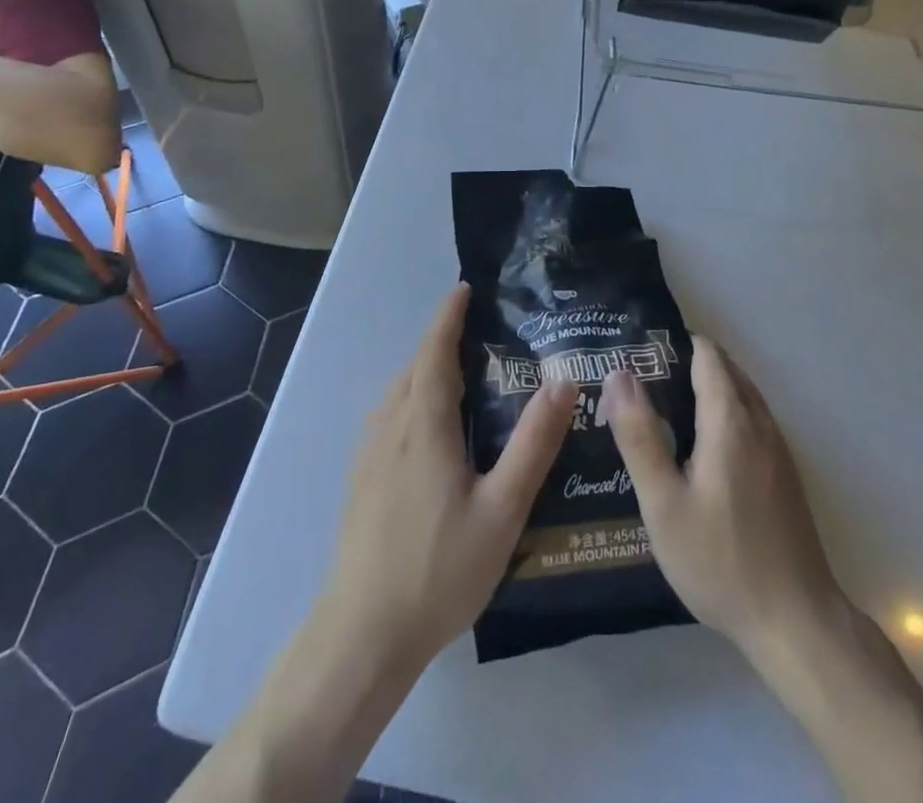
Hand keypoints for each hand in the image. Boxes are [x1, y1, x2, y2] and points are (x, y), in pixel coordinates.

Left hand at [321, 283, 576, 669]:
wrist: (363, 634)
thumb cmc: (439, 569)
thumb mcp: (502, 509)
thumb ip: (534, 443)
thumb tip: (562, 381)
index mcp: (423, 424)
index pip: (434, 350)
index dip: (448, 316)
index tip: (466, 289)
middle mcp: (391, 426)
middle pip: (414, 366)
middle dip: (441, 340)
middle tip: (481, 332)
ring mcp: (369, 454)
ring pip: (397, 392)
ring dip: (425, 369)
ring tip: (460, 372)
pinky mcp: (360, 479)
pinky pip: (388, 416)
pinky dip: (410, 396)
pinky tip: (429, 426)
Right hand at [603, 337, 848, 660]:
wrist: (796, 622)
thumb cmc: (721, 560)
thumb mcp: (664, 503)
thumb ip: (640, 435)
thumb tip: (619, 374)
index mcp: (730, 419)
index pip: (706, 353)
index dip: (671, 345)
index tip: (636, 355)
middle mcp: (760, 422)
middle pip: (724, 369)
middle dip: (684, 365)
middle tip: (639, 385)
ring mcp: (778, 448)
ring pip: (740, 395)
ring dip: (705, 391)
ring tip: (661, 413)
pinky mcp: (784, 474)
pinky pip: (751, 421)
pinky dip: (723, 415)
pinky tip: (698, 452)